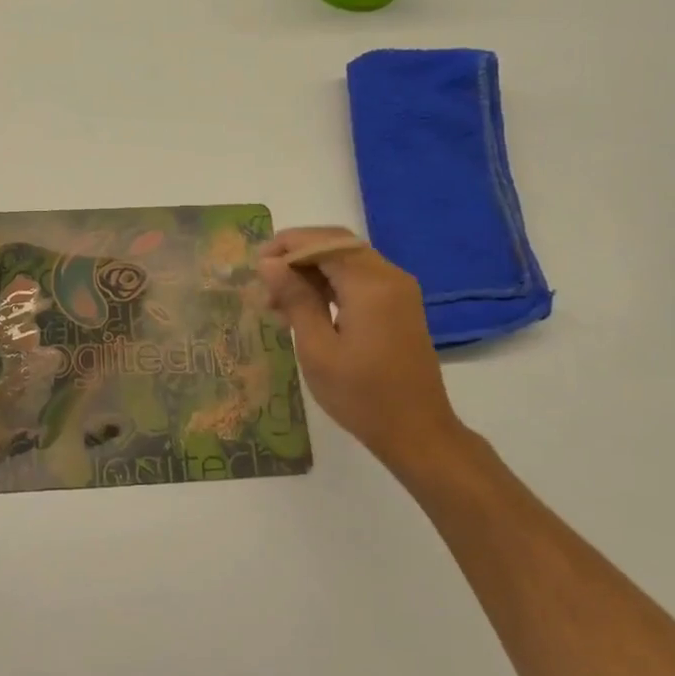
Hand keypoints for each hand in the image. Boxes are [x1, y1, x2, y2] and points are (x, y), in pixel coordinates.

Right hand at [256, 227, 467, 473]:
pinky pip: (360, 279)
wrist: (417, 433)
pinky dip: (331, 284)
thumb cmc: (361, 395)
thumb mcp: (317, 349)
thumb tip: (269, 263)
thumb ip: (295, 299)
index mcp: (370, 284)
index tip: (257, 266)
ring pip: (348, 260)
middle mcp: (389, 277)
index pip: (323, 242)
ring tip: (278, 301)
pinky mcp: (399, 306)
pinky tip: (305, 309)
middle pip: (337, 245)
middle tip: (265, 282)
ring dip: (312, 271)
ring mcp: (398, 291)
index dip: (287, 245)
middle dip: (298, 255)